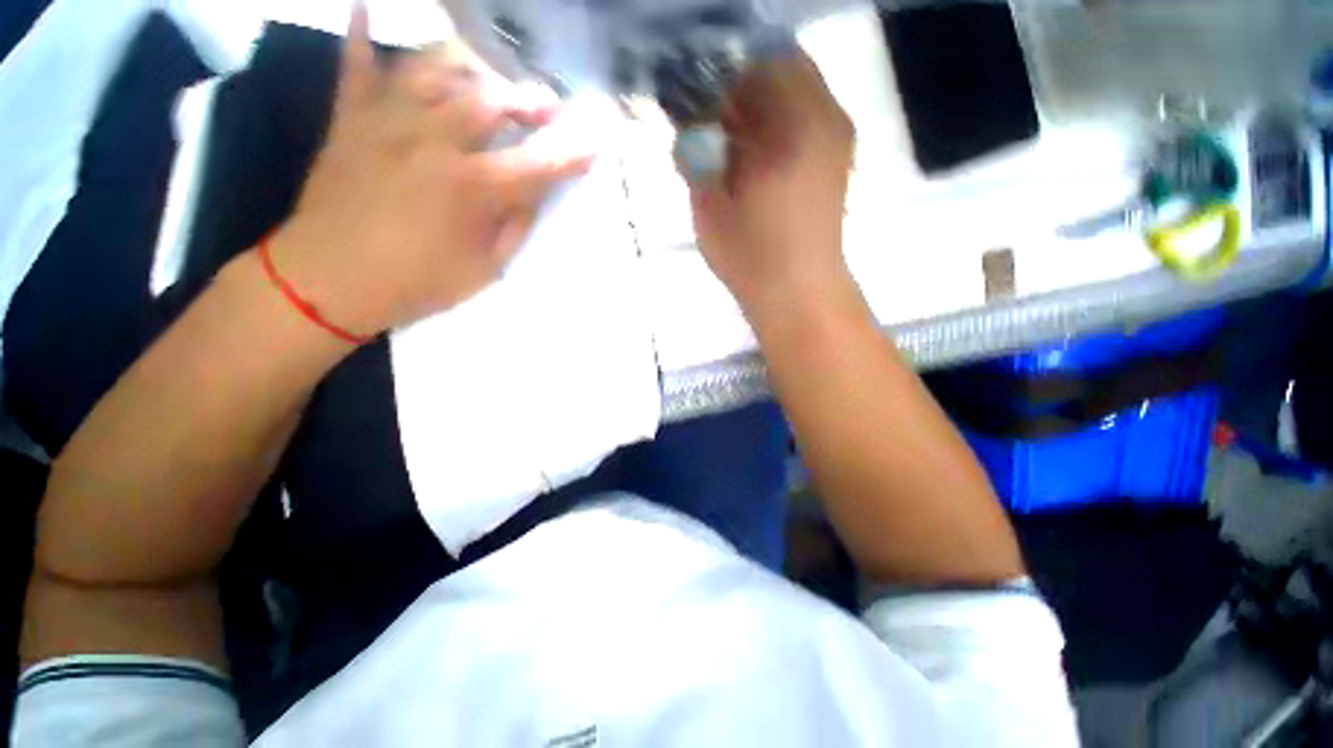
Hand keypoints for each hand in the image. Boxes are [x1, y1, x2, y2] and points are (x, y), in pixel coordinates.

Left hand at [269, 4, 592, 338]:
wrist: (327, 281)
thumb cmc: (415, 284)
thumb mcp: (483, 271)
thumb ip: (513, 228)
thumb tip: (532, 196)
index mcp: (470, 188)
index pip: (535, 166)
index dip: (569, 157)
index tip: (593, 146)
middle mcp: (432, 141)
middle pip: (489, 100)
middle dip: (526, 99)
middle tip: (546, 105)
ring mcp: (386, 122)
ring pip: (433, 68)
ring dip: (469, 66)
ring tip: (486, 74)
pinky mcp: (350, 119)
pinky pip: (356, 65)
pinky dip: (364, 35)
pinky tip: (369, 7)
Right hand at [684, 53, 854, 314]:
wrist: (798, 295)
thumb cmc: (751, 255)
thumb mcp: (709, 204)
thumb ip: (696, 153)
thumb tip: (692, 125)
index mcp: (796, 120)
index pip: (756, 62)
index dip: (721, 79)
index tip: (700, 110)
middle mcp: (827, 117)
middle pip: (781, 71)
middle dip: (742, 92)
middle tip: (716, 130)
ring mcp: (838, 140)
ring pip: (795, 95)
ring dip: (760, 111)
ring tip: (734, 151)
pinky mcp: (837, 163)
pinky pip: (805, 122)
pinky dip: (777, 129)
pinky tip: (757, 165)